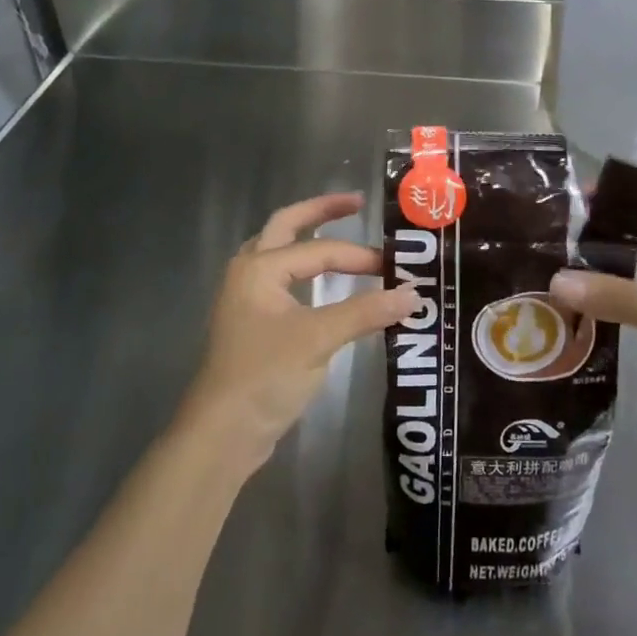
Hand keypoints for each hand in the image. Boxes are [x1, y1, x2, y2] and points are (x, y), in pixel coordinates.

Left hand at [181, 193, 417, 475]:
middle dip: (321, 212)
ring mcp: (247, 297)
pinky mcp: (253, 322)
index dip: (359, 256)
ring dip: (308, 238)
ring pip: (280, 251)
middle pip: (287, 226)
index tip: (395, 268)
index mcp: (259, 267)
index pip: (319, 251)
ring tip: (340, 230)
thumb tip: (413, 295)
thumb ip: (365, 312)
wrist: (223, 433)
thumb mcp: (318, 340)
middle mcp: (249, 272)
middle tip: (357, 203)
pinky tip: (322, 279)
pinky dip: (305, 269)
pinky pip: (282, 279)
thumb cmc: (265, 376)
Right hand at [548, 220, 636, 462]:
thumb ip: (615, 294)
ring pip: (624, 276)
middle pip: (632, 245)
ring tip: (543, 265)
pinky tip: (564, 302)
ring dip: (591, 274)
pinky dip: (598, 303)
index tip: (560, 206)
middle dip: (592, 241)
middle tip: (542, 237)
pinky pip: (623, 306)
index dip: (605, 212)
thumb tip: (553, 281)